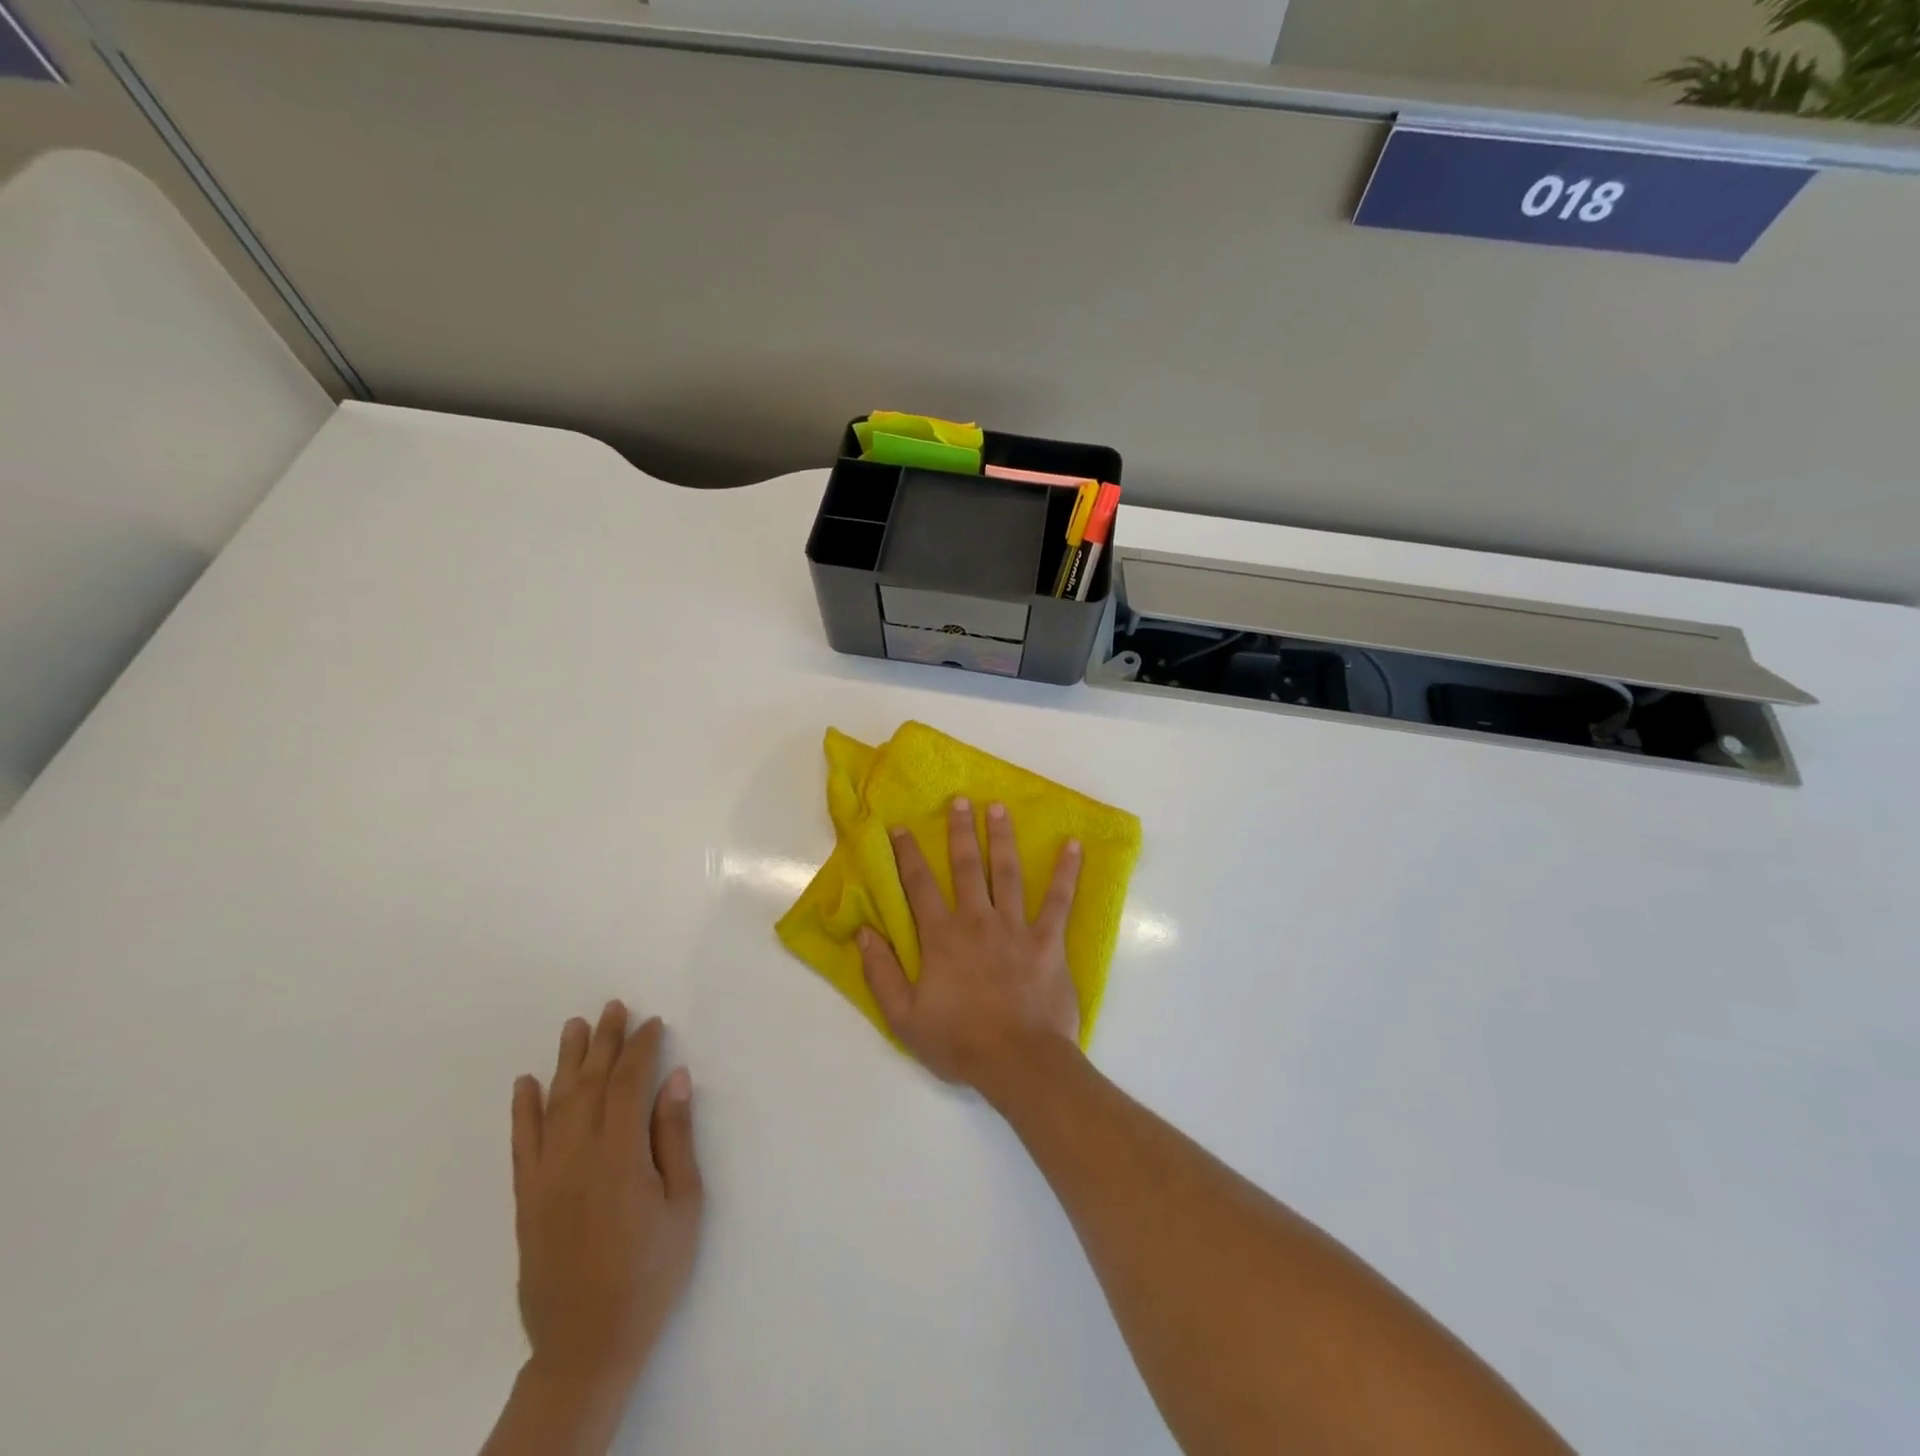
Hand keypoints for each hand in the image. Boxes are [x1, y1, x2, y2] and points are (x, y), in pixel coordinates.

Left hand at [510, 1002, 703, 1397]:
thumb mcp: (684, 1205)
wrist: (588, 1345)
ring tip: (575, 1026)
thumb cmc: (651, 1272)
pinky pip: (522, 1144)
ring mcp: (546, 1178)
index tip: (653, 1024)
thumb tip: (675, 1079)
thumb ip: (675, 1138)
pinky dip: (522, 1110)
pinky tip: (525, 1083)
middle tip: (613, 1007)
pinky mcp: (527, 1200)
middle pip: (589, 1084)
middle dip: (603, 1042)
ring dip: (566, 1062)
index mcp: (620, 1157)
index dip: (640, 1049)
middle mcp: (577, 1157)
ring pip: (554, 1105)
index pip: (627, 1084)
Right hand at [858, 797, 1083, 1090]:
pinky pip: (1059, 899)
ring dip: (1001, 838)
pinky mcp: (1048, 940)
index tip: (902, 827)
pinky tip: (1073, 845)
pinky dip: (1066, 871)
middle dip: (960, 831)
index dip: (908, 854)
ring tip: (999, 808)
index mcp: (941, 936)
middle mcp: (977, 920)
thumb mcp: (904, 1017)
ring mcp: (1015, 927)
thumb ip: (881, 973)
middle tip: (960, 800)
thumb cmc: (959, 1041)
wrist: (1019, 1062)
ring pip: (1006, 872)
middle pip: (965, 867)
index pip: (919, 886)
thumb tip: (865, 932)